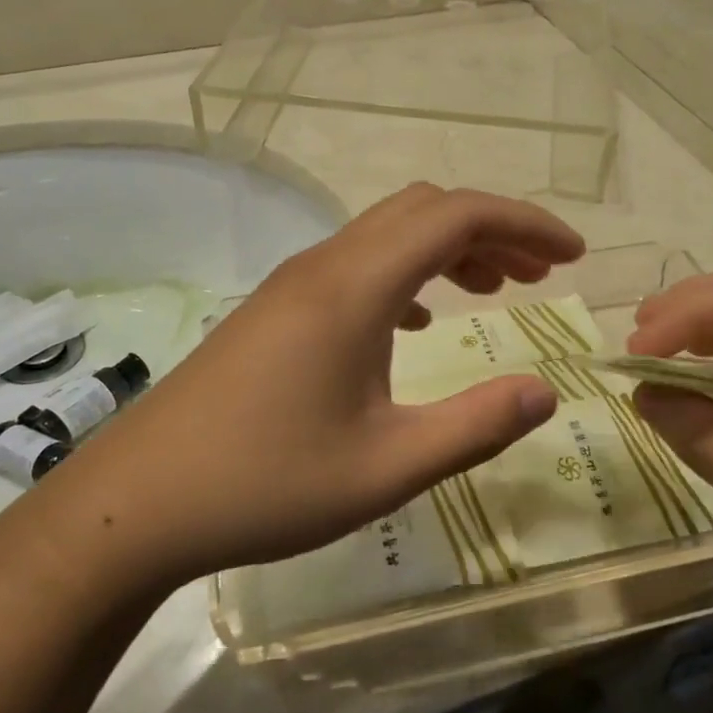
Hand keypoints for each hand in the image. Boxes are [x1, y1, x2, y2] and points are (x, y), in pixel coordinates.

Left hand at [61, 185, 582, 589]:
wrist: (140, 501)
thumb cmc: (266, 484)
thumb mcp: (387, 467)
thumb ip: (475, 426)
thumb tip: (544, 391)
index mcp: (355, 287)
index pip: (455, 216)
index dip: (523, 222)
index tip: (572, 256)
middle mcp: (324, 266)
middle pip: (423, 211)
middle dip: (492, 229)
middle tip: (541, 274)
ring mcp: (293, 284)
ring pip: (387, 234)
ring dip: (449, 249)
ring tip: (494, 291)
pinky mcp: (275, 309)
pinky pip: (357, 265)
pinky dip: (407, 274)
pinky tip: (419, 322)